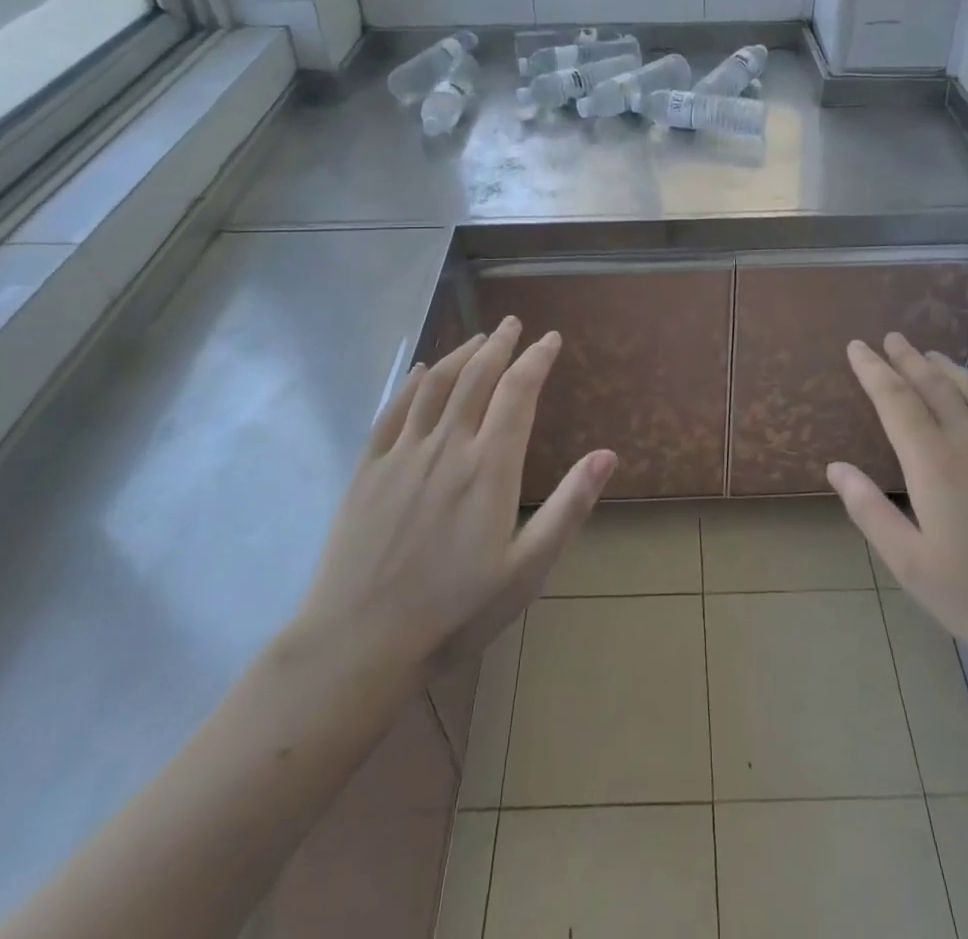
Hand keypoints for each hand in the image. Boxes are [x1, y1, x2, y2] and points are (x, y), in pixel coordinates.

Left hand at [279, 317, 616, 698]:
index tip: (550, 339)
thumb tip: (607, 454)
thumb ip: (568, 507)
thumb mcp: (527, 570)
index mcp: (489, 467)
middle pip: (477, 377)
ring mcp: (403, 454)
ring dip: (460, 354)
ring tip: (478, 339)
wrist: (359, 644)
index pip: (518, 392)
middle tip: (513, 324)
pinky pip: (393, 411)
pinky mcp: (368, 469)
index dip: (536, 360)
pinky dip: (411, 383)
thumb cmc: (455, 611)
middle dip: (499, 345)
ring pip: (436, 385)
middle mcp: (447, 446)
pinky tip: (420, 371)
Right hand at [827, 332, 967, 695]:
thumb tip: (836, 467)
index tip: (857, 347)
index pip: (895, 400)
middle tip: (892, 338)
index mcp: (935, 463)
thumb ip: (870, 511)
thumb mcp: (912, 567)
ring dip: (948, 369)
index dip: (873, 370)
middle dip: (908, 359)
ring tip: (930, 356)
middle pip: (934, 385)